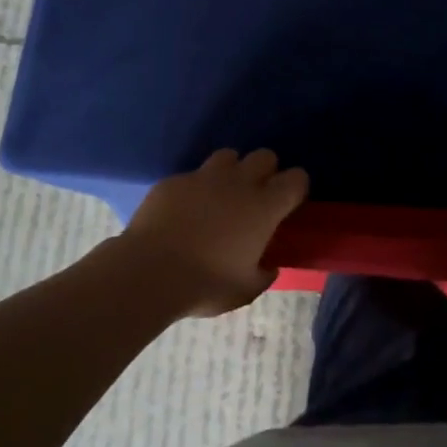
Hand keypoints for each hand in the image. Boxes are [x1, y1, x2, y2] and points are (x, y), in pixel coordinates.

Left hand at [120, 149, 309, 317]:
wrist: (149, 272)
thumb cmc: (206, 284)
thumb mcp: (245, 290)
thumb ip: (263, 274)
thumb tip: (269, 266)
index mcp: (264, 207)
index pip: (296, 178)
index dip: (296, 187)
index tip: (289, 202)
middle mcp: (238, 183)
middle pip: (264, 156)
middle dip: (265, 171)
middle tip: (256, 196)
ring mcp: (203, 177)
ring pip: (227, 156)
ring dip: (230, 171)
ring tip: (220, 196)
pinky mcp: (174, 181)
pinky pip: (192, 176)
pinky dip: (194, 190)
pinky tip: (183, 211)